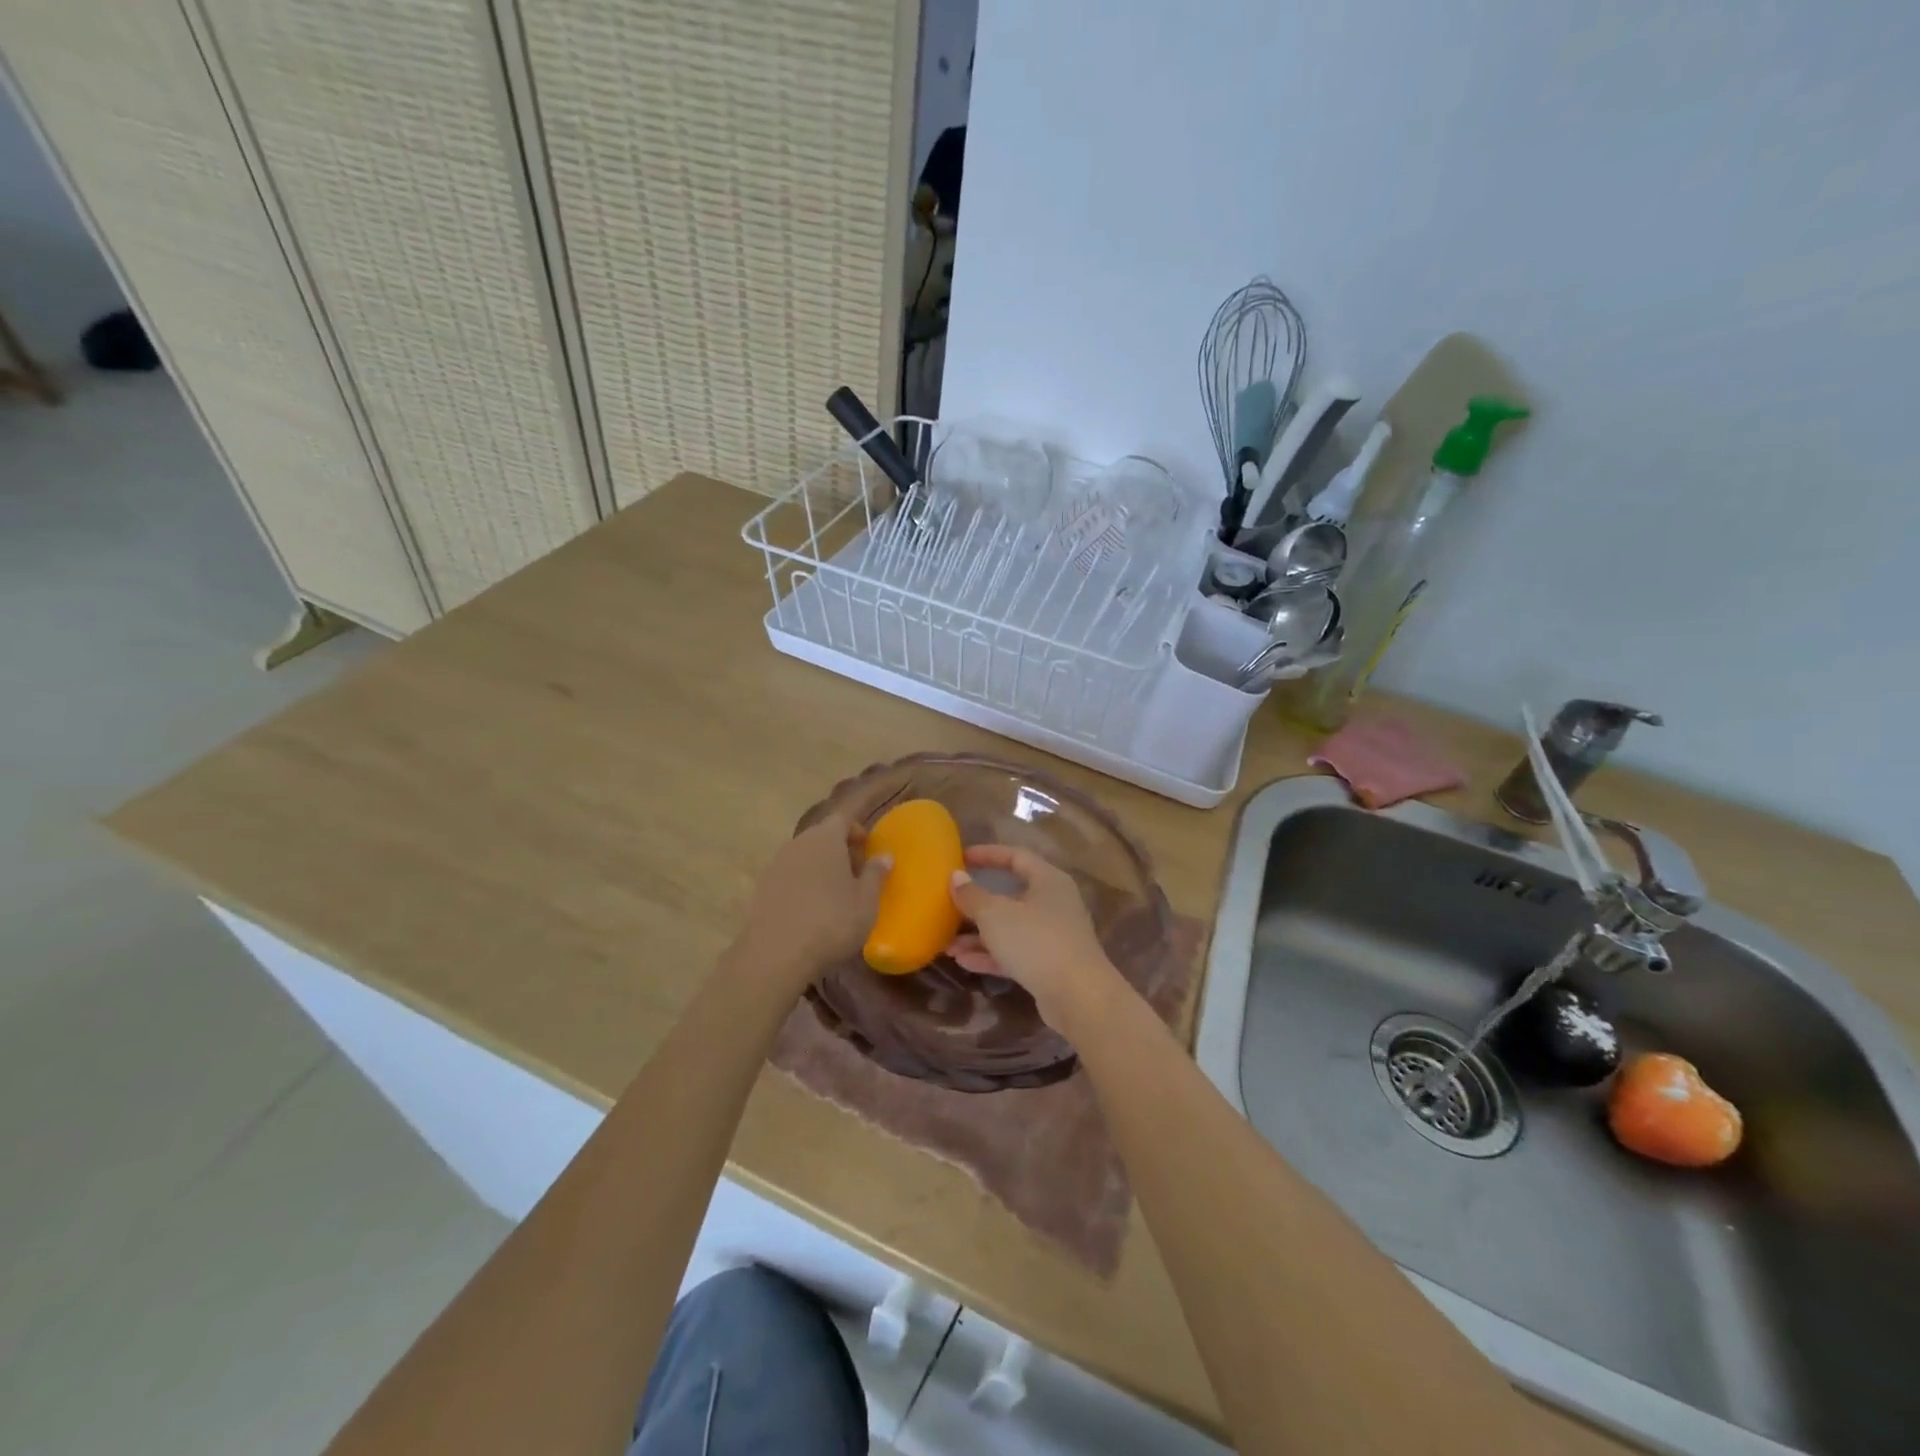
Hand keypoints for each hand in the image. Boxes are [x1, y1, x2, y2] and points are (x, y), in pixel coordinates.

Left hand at [735, 813, 889, 994]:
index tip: (868, 847)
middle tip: (857, 873)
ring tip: (836, 894)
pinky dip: (803, 883)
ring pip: (804, 855)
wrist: (776, 955)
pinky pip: (789, 875)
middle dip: (840, 848)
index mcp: (825, 838)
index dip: (857, 829)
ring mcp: (776, 864)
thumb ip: (875, 874)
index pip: (843, 818)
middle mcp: (798, 843)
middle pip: (822, 835)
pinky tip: (812, 909)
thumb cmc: (831, 922)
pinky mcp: (762, 887)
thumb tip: (884, 856)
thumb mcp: (866, 902)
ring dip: (821, 866)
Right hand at [949, 845, 1125, 1030]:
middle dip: (978, 903)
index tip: (961, 858)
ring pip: (1010, 928)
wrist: (1078, 997)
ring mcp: (1053, 936)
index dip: (988, 854)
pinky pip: (1015, 953)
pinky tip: (963, 962)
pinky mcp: (1050, 964)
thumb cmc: (1036, 942)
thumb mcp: (995, 915)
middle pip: (1011, 895)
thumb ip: (972, 896)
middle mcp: (1054, 903)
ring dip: (979, 935)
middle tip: (950, 904)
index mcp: (1048, 880)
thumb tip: (956, 877)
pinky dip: (991, 955)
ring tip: (948, 944)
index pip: (1016, 856)